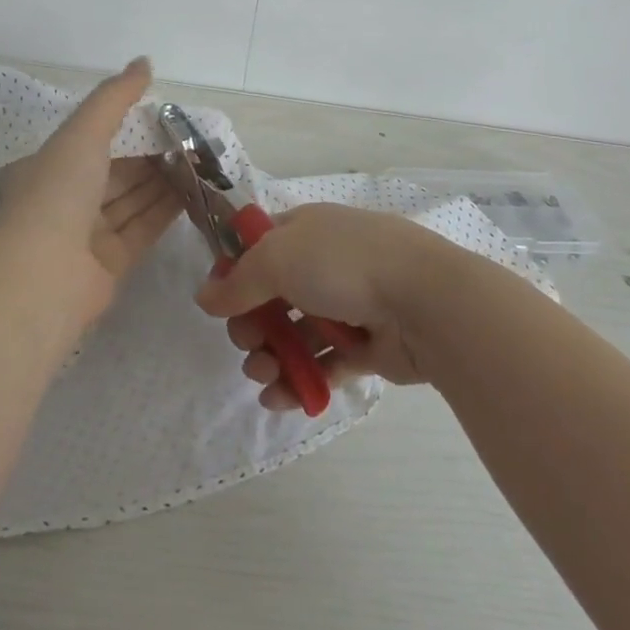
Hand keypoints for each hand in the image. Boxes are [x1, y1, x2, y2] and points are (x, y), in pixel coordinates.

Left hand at [0, 58, 180, 321]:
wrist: (45, 276)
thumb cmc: (59, 192)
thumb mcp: (84, 131)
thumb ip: (115, 96)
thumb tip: (144, 62)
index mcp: (54, 164)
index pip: (95, 137)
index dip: (129, 124)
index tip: (165, 114)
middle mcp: (69, 196)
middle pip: (118, 169)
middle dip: (152, 154)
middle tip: (193, 139)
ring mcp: (89, 232)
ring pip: (133, 198)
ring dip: (164, 180)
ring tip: (201, 161)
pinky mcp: (112, 261)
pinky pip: (143, 227)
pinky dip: (166, 210)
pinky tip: (195, 192)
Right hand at [194, 203, 470, 409]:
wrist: (424, 301)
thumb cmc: (344, 264)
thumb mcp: (278, 259)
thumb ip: (238, 281)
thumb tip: (204, 297)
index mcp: (305, 231)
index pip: (258, 248)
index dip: (235, 274)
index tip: (219, 302)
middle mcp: (324, 264)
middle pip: (272, 297)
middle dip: (251, 325)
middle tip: (247, 343)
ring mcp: (346, 306)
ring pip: (295, 335)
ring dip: (270, 358)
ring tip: (264, 376)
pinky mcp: (364, 347)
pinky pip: (322, 365)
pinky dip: (299, 381)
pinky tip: (279, 398)